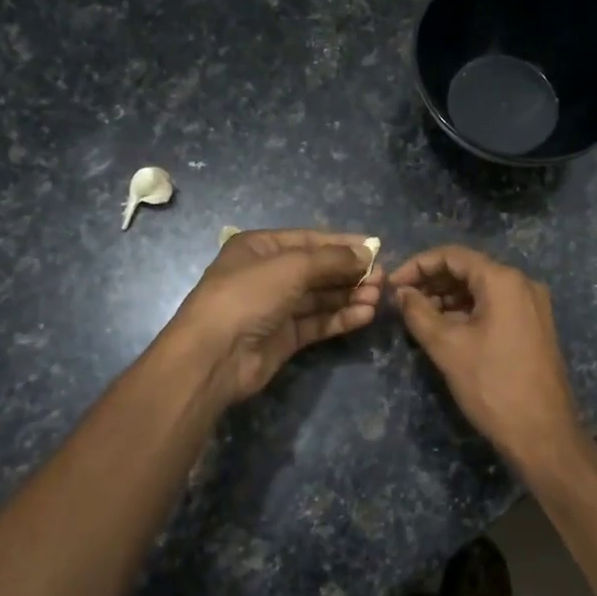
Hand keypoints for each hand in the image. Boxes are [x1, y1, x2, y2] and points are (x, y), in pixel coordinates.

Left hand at [167, 229, 381, 403]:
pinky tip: (365, 315)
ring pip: (320, 297)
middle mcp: (268, 274)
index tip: (376, 249)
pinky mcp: (284, 337)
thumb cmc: (248, 296)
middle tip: (382, 278)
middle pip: (318, 269)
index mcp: (260, 247)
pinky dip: (340, 317)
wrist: (214, 355)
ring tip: (378, 297)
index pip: (309, 240)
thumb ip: (332, 259)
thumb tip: (367, 253)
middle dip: (350, 272)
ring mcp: (276, 307)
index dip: (343, 244)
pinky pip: (318, 322)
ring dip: (349, 295)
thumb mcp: (291, 266)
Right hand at [390, 246, 596, 477]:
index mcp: (504, 281)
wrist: (542, 434)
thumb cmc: (492, 385)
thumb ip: (418, 313)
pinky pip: (495, 306)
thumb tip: (401, 293)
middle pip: (468, 269)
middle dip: (432, 281)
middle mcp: (522, 284)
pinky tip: (446, 329)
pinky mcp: (534, 327)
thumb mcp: (447, 347)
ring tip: (419, 317)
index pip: (453, 255)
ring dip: (448, 298)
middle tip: (402, 302)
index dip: (418, 265)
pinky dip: (468, 311)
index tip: (392, 285)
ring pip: (481, 289)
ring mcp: (532, 306)